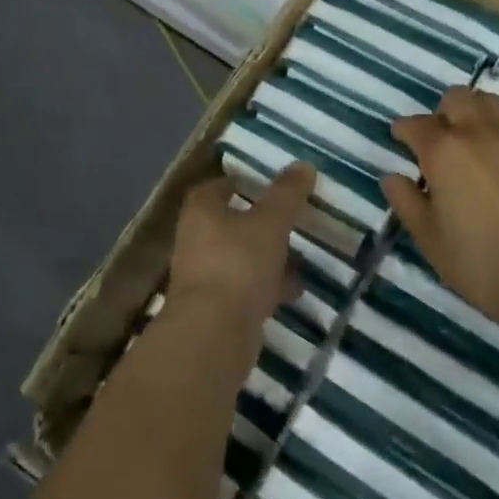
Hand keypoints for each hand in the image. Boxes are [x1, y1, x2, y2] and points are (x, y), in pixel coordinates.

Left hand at [167, 165, 314, 334]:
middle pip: (229, 225)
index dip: (240, 183)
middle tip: (290, 222)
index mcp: (201, 212)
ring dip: (267, 259)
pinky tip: (293, 292)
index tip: (266, 184)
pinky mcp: (214, 309)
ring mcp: (203, 277)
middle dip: (260, 225)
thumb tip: (303, 164)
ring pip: (240, 259)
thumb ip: (287, 194)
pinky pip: (244, 289)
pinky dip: (266, 287)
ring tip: (301, 260)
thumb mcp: (270, 223)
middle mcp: (195, 240)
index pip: (217, 187)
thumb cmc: (239, 264)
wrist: (214, 334)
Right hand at [382, 88, 498, 328]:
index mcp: (443, 151)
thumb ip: (405, 200)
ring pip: (494, 103)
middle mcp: (480, 132)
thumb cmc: (478, 262)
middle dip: (444, 113)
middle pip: (457, 98)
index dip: (404, 130)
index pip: (415, 124)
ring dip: (479, 114)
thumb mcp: (428, 237)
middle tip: (444, 140)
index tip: (402, 138)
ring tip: (479, 141)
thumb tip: (392, 177)